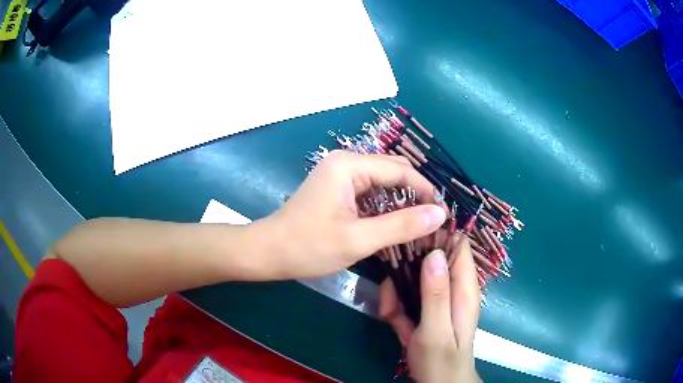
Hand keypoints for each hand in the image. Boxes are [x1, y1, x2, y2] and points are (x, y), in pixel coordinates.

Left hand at [258, 150, 446, 278]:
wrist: (268, 252)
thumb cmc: (308, 246)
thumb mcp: (358, 239)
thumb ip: (402, 225)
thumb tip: (439, 214)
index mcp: (349, 165)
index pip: (400, 170)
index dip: (425, 191)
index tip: (442, 215)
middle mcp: (346, 162)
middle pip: (393, 172)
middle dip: (415, 195)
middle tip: (432, 221)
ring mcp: (340, 174)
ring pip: (382, 183)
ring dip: (401, 202)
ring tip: (419, 225)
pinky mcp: (337, 189)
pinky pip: (369, 192)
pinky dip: (385, 207)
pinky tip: (395, 224)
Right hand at [380, 235, 481, 382]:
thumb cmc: (440, 361)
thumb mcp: (436, 330)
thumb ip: (436, 293)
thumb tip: (434, 253)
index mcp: (464, 289)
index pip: (458, 246)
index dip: (438, 235)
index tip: (410, 233)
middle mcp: (453, 291)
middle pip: (431, 261)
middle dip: (408, 269)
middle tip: (391, 287)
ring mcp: (438, 302)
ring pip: (415, 280)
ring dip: (398, 291)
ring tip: (388, 309)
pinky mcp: (426, 313)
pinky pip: (410, 299)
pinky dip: (397, 307)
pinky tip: (390, 318)